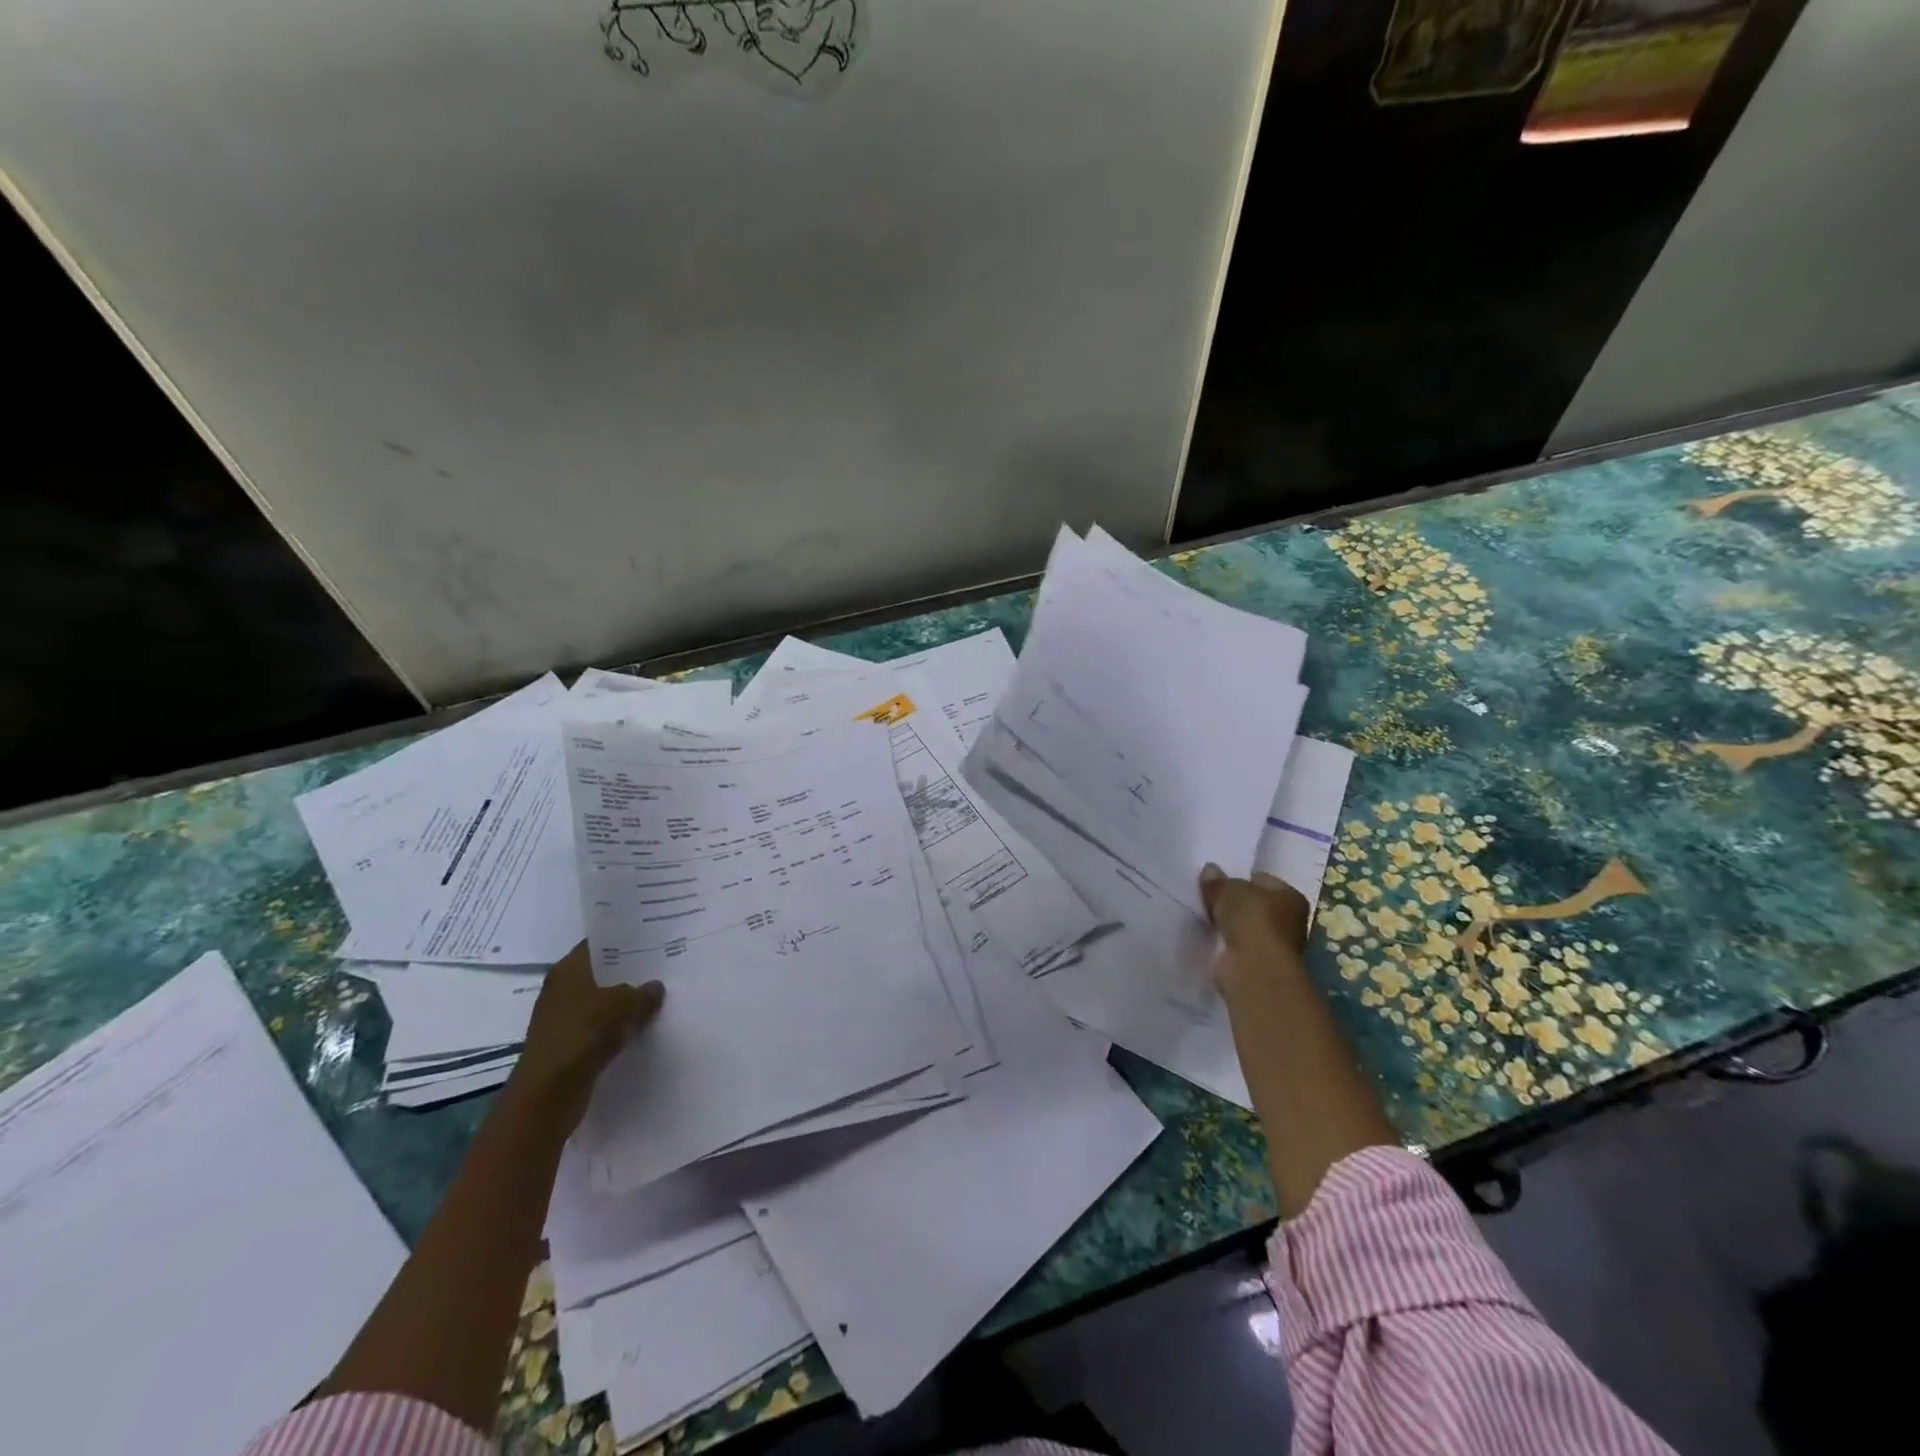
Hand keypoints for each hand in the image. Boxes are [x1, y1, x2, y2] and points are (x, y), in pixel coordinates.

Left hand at [510, 943, 663, 1133]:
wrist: (549, 1092)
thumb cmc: (583, 1034)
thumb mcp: (624, 1005)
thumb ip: (643, 993)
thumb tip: (655, 988)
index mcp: (568, 969)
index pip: (599, 944)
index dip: (624, 941)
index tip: (651, 940)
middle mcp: (561, 989)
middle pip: (600, 974)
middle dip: (628, 973)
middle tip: (661, 968)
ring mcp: (561, 1018)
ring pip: (601, 1002)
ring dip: (623, 1004)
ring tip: (656, 997)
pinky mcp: (567, 1045)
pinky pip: (598, 1028)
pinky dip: (616, 1028)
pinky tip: (640, 1027)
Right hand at [1198, 863, 1310, 999]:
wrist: (1254, 967)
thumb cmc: (1251, 919)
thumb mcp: (1228, 890)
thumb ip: (1217, 881)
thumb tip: (1210, 870)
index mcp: (1290, 896)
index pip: (1263, 880)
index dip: (1241, 878)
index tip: (1219, 881)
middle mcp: (1289, 920)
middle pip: (1255, 905)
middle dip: (1234, 903)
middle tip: (1208, 897)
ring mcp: (1274, 944)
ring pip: (1245, 926)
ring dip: (1229, 924)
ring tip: (1205, 916)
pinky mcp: (1258, 963)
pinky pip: (1237, 945)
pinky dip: (1225, 942)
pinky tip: (1209, 937)